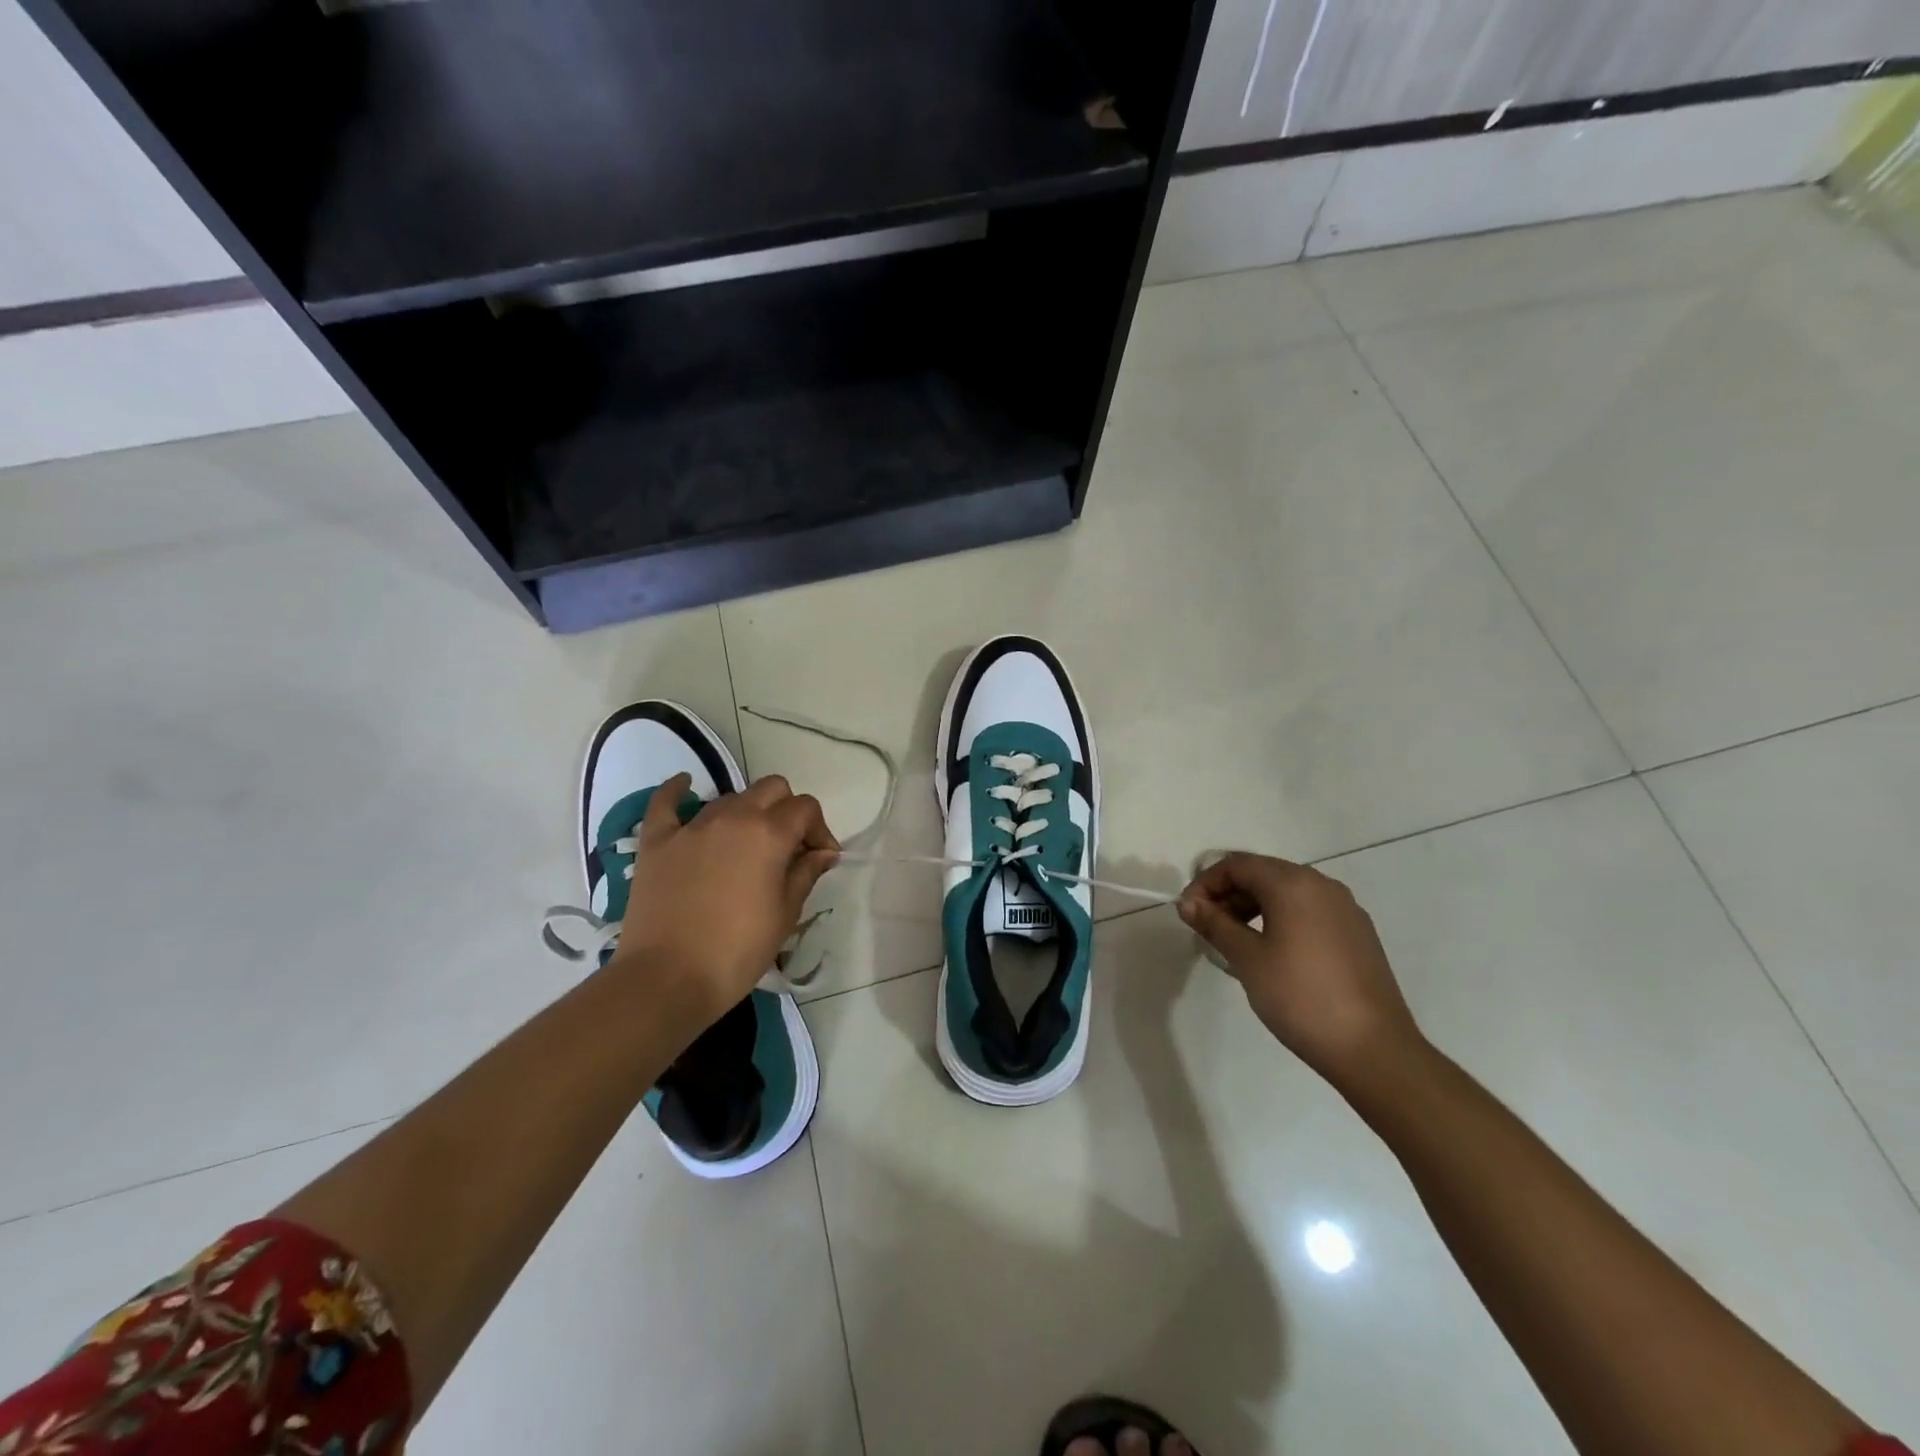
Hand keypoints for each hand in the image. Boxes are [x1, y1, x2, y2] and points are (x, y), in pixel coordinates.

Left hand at [612, 773, 838, 1023]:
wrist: (667, 979)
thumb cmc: (737, 952)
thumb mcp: (785, 915)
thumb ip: (806, 874)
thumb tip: (823, 852)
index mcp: (769, 834)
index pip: (806, 808)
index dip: (819, 830)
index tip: (820, 859)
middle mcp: (733, 817)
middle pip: (771, 789)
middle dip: (787, 810)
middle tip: (788, 847)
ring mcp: (692, 826)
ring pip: (730, 797)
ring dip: (747, 813)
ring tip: (746, 846)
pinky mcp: (657, 840)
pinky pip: (666, 801)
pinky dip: (678, 791)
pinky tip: (686, 785)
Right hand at [1177, 852, 1422, 1088]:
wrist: (1374, 1050)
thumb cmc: (1300, 997)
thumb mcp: (1247, 959)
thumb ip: (1215, 924)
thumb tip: (1188, 903)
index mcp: (1293, 883)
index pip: (1237, 864)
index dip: (1205, 883)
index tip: (1188, 913)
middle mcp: (1321, 885)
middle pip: (1263, 873)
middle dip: (1228, 893)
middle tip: (1207, 927)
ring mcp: (1345, 909)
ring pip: (1287, 892)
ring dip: (1253, 906)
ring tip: (1234, 941)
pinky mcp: (1357, 933)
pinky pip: (1308, 911)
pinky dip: (1281, 919)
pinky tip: (1272, 952)